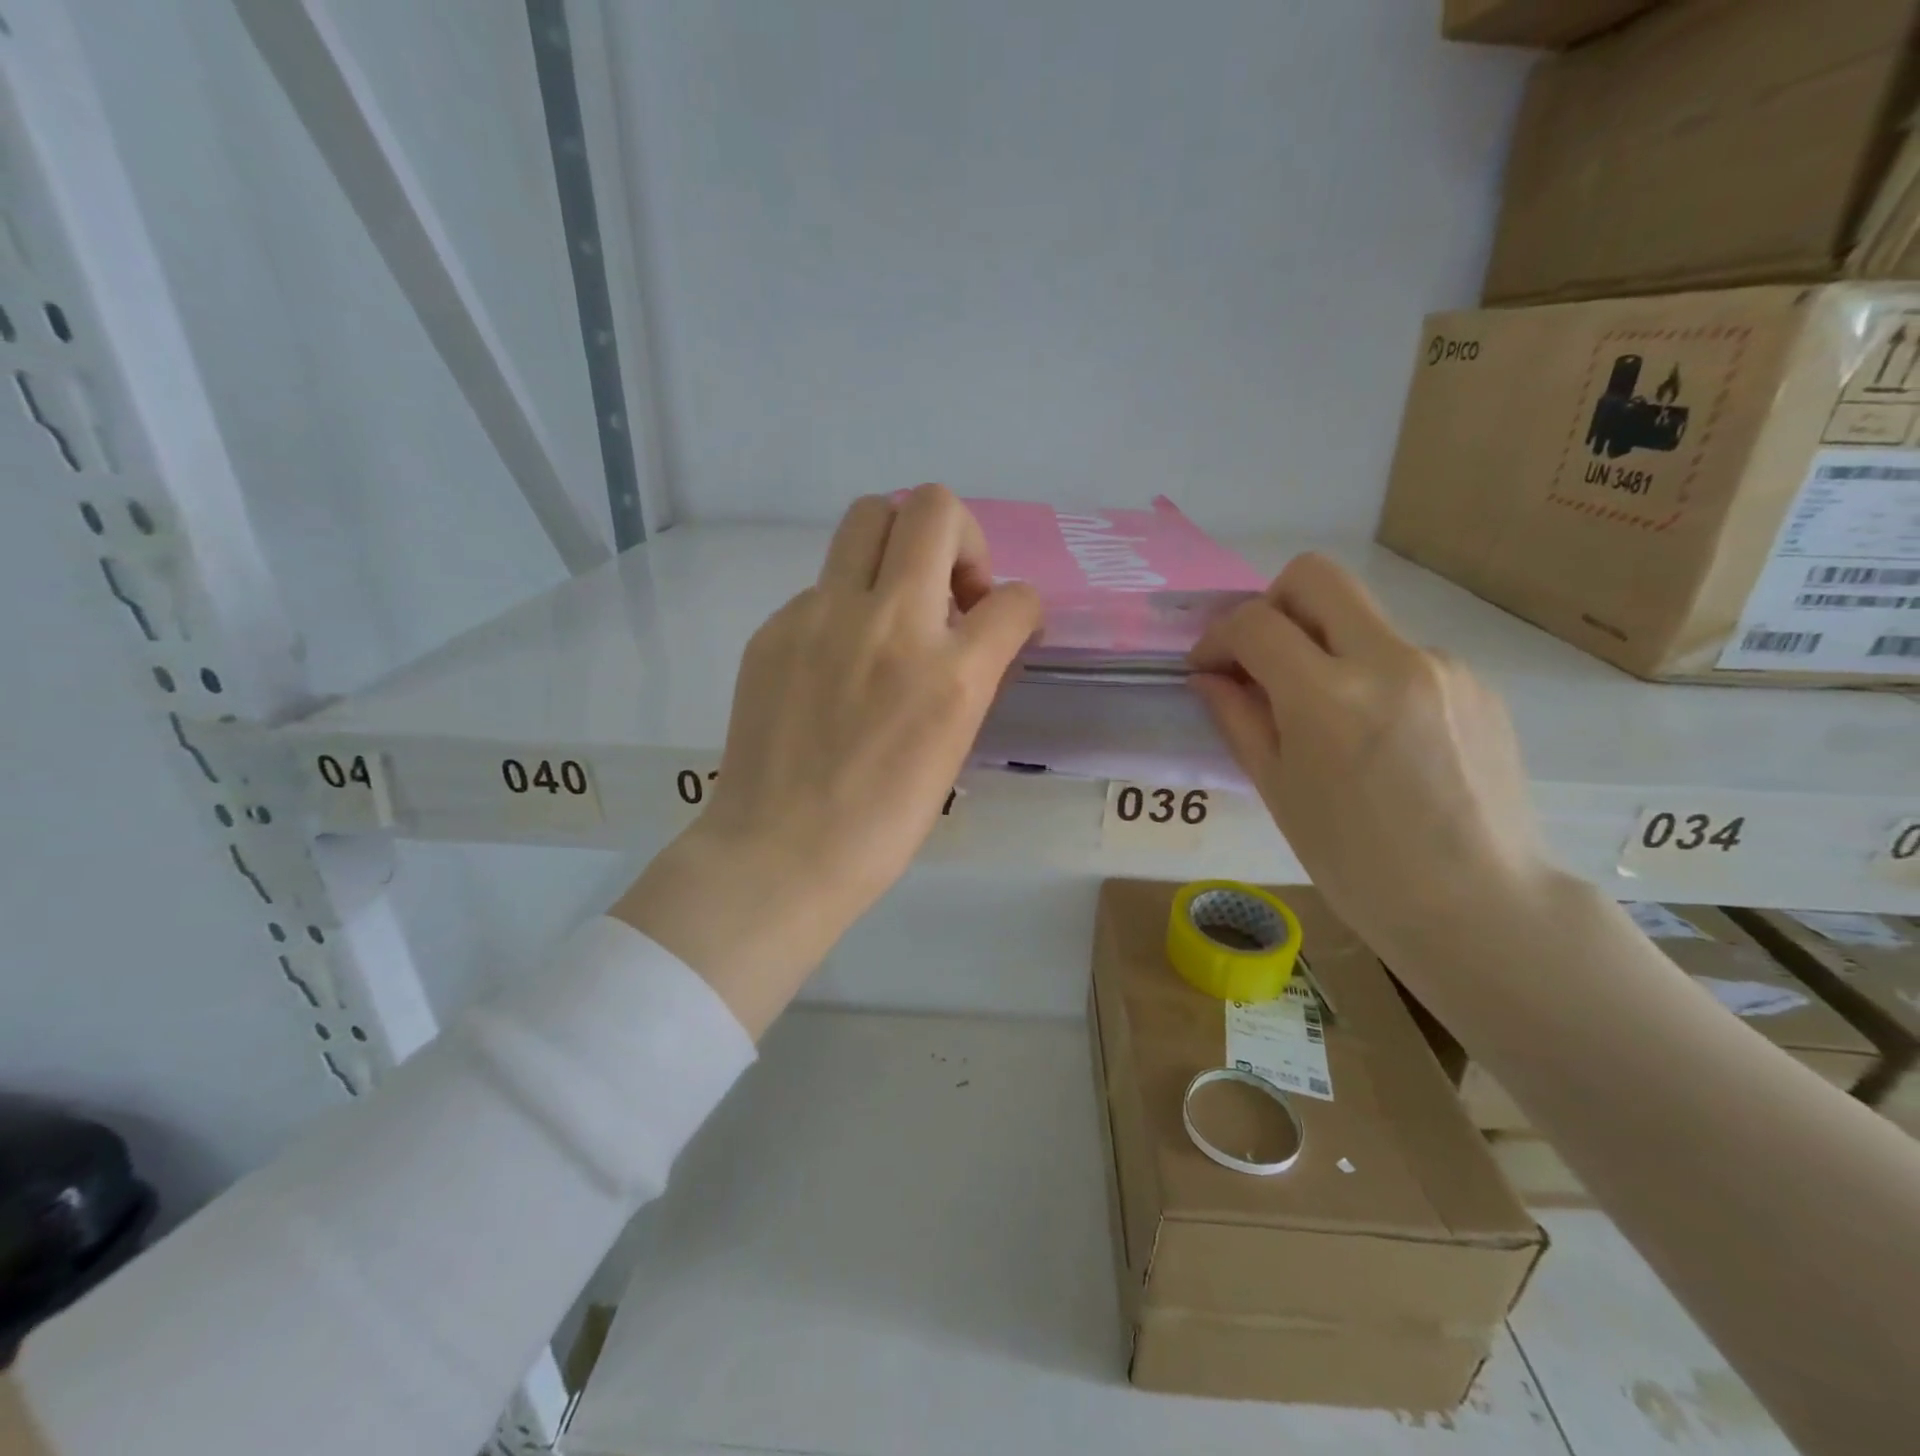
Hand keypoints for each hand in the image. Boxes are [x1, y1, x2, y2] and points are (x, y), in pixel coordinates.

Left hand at [614, 486, 1041, 1035]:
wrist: (780, 852)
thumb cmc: (881, 823)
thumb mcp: (953, 749)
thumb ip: (971, 678)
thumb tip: (976, 636)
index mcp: (949, 673)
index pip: (1015, 598)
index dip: (1023, 608)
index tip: (1005, 626)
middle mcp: (889, 623)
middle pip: (934, 508)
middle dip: (961, 538)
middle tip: (950, 592)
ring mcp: (823, 615)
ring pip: (870, 517)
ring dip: (899, 546)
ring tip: (895, 602)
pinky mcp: (776, 626)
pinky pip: (824, 584)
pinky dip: (848, 605)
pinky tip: (836, 658)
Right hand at [1188, 553, 1553, 964]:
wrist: (1478, 905)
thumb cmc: (1356, 863)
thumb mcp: (1278, 791)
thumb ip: (1238, 719)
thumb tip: (1210, 676)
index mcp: (1328, 698)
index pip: (1255, 622)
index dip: (1218, 637)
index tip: (1210, 668)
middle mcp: (1390, 660)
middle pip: (1317, 577)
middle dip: (1271, 603)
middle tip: (1261, 657)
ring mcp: (1442, 665)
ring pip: (1362, 619)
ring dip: (1325, 648)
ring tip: (1326, 718)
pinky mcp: (1477, 682)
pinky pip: (1403, 656)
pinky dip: (1371, 676)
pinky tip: (1379, 737)